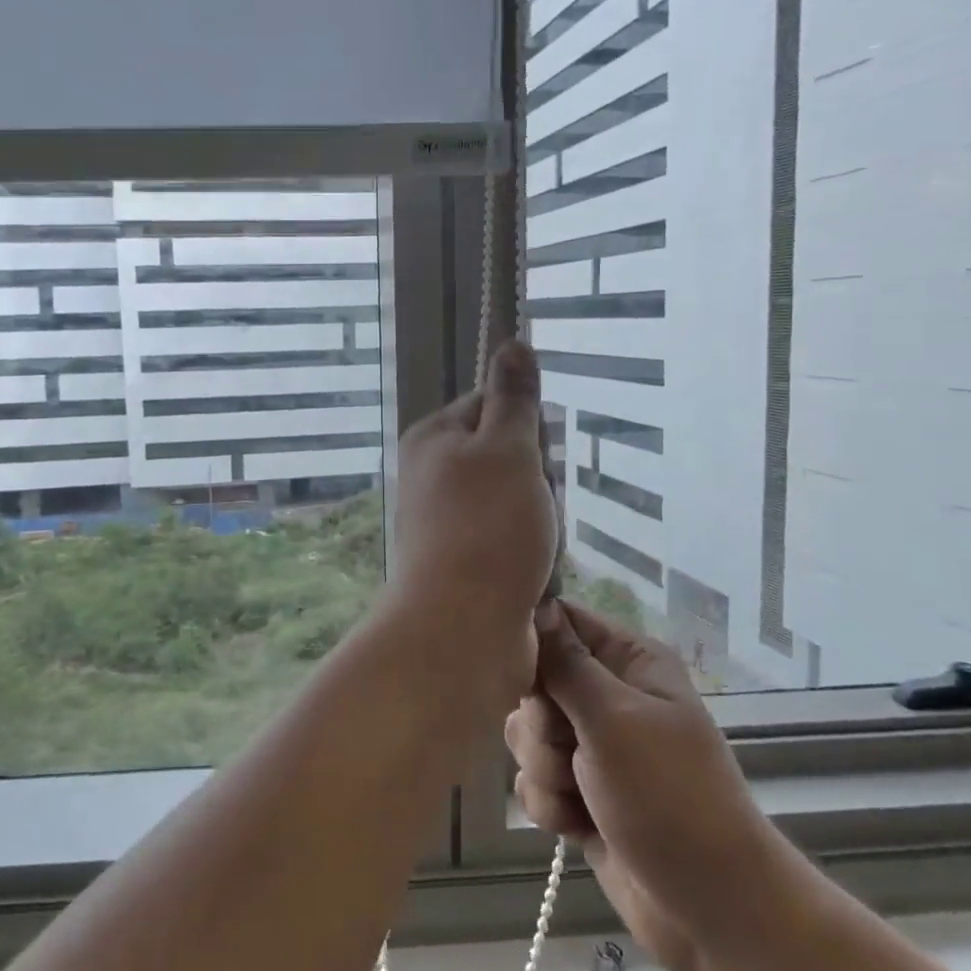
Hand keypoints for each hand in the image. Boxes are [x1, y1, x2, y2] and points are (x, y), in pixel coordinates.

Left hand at [385, 340, 557, 704]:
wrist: (461, 629)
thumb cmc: (486, 528)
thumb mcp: (507, 449)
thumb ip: (513, 398)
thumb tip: (512, 341)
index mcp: (433, 438)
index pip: (491, 404)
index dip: (525, 427)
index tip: (533, 457)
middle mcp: (432, 475)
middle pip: (507, 455)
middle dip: (536, 480)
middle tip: (536, 507)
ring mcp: (446, 522)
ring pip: (516, 501)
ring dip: (538, 520)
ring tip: (537, 545)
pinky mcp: (464, 562)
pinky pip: (511, 541)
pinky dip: (530, 553)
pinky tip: (534, 572)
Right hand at [505, 601, 802, 970]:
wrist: (711, 911)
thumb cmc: (671, 798)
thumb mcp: (614, 719)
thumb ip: (564, 663)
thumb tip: (535, 602)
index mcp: (628, 660)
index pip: (560, 620)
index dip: (531, 641)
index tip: (522, 672)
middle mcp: (608, 695)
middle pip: (533, 681)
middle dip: (540, 723)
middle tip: (571, 749)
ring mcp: (592, 746)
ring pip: (527, 734)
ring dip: (544, 769)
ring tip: (580, 795)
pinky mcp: (578, 792)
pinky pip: (533, 780)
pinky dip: (549, 805)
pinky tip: (577, 826)